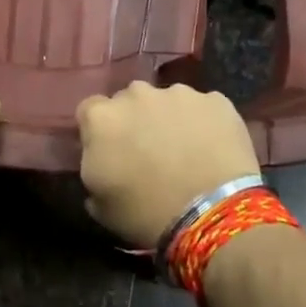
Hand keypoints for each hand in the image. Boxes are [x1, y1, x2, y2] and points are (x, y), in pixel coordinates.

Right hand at [77, 83, 260, 248]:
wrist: (213, 213)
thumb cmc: (147, 213)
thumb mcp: (100, 204)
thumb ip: (93, 169)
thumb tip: (100, 161)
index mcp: (101, 118)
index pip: (89, 110)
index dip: (99, 130)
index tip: (109, 151)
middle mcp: (137, 94)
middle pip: (130, 100)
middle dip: (135, 119)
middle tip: (148, 151)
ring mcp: (179, 93)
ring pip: (168, 100)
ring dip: (170, 118)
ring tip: (185, 152)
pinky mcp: (216, 101)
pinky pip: (203, 108)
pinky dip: (205, 123)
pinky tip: (213, 150)